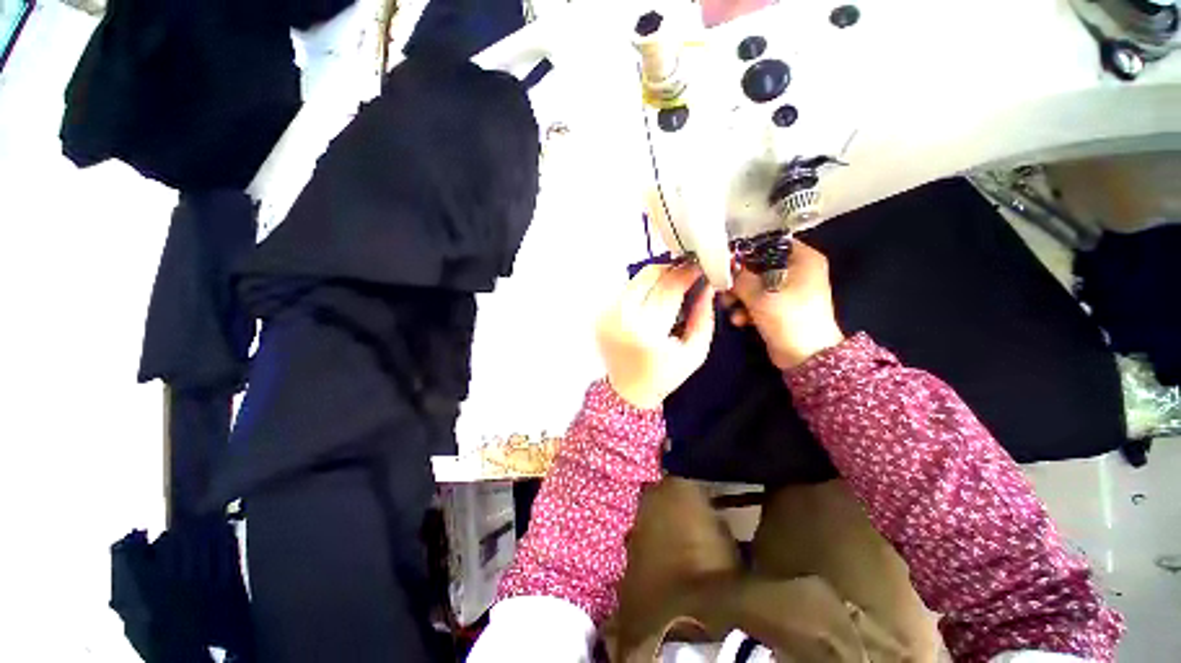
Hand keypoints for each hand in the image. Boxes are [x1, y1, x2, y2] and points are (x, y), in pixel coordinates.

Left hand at [596, 264, 716, 408]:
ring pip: (635, 280)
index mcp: (647, 332)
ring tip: (670, 288)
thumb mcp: (695, 351)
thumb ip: (704, 316)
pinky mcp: (600, 315)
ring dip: (656, 278)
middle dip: (670, 269)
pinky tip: (651, 301)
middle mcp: (622, 319)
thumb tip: (706, 286)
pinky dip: (641, 290)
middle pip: (649, 276)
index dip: (687, 273)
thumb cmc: (665, 375)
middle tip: (685, 273)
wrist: (629, 390)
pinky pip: (625, 291)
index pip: (669, 289)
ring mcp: (607, 316)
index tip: (699, 267)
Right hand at [725, 240, 844, 369]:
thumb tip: (723, 267)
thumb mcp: (760, 296)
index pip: (770, 243)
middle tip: (723, 288)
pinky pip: (759, 300)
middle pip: (759, 265)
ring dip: (739, 296)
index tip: (725, 260)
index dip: (746, 250)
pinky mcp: (780, 307)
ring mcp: (789, 290)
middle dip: (739, 279)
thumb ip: (739, 278)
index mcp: (803, 259)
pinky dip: (747, 308)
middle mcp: (798, 270)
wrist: (806, 357)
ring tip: (729, 307)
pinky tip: (740, 320)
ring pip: (755, 284)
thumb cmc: (789, 319)